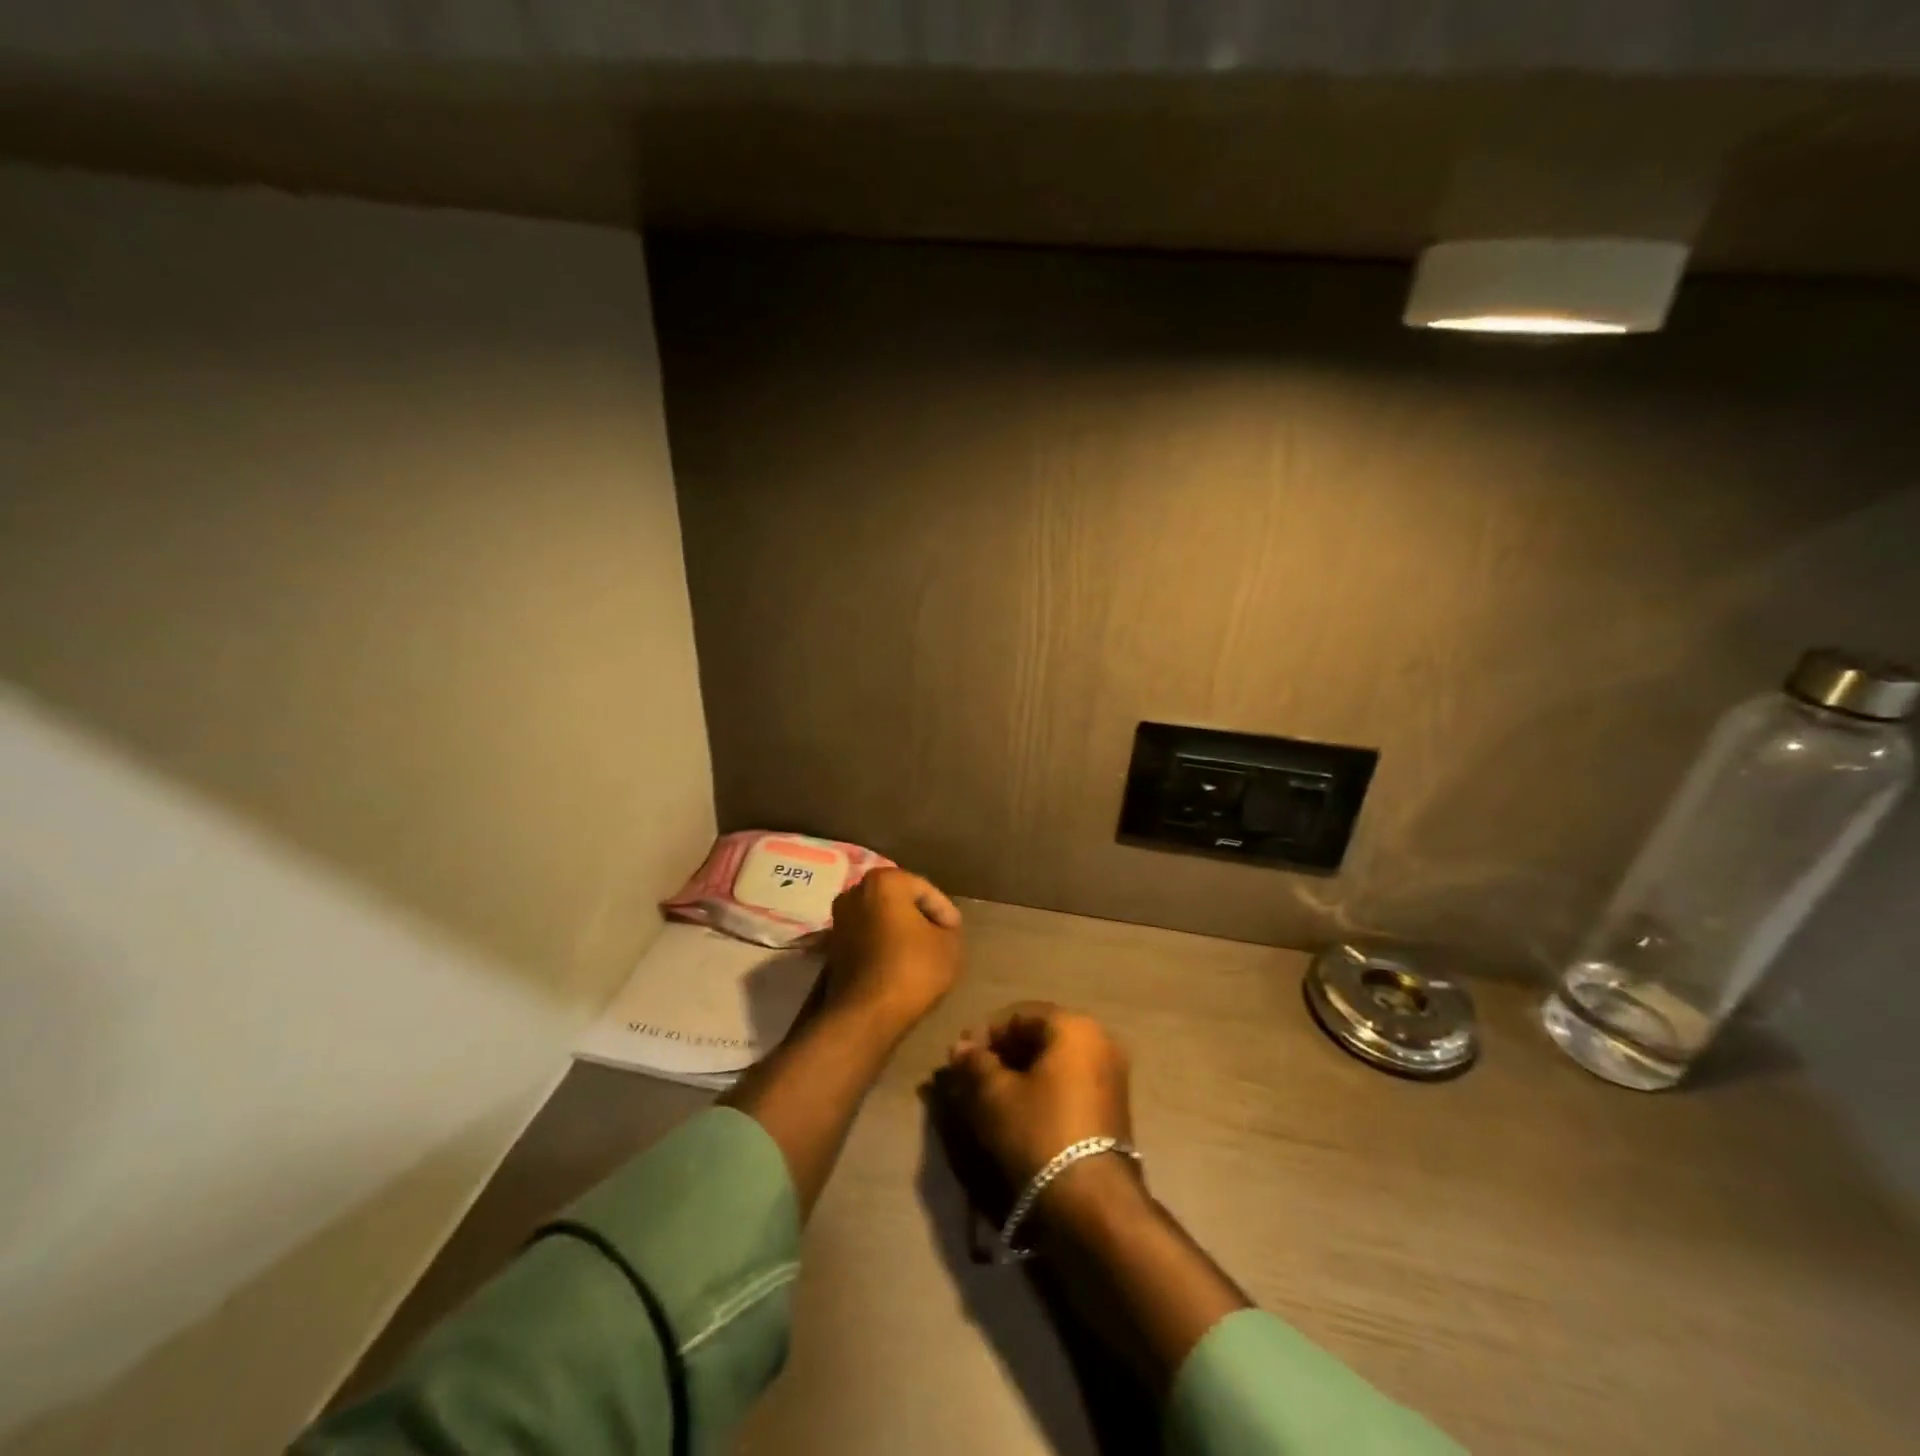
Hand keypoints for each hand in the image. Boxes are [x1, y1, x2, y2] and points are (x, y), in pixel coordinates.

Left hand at [822, 868, 963, 1035]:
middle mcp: (855, 892)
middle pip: (901, 902)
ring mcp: (839, 919)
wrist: (866, 1014)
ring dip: (901, 934)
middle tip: (940, 942)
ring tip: (922, 956)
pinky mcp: (832, 947)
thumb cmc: (912, 969)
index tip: (955, 937)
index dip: (945, 914)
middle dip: (921, 919)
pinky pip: (868, 938)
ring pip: (882, 920)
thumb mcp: (950, 945)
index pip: (926, 891)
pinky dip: (884, 947)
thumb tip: (939, 929)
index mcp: (884, 881)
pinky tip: (899, 967)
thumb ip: (949, 928)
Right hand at [942, 1002, 1133, 1191]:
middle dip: (1003, 1053)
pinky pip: (1070, 1081)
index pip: (1018, 1015)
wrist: (1092, 1201)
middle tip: (973, 1077)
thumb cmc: (1039, 1133)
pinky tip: (1020, 1110)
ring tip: (991, 1096)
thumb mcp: (995, 1095)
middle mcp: (1099, 1040)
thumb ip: (976, 1063)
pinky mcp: (1113, 1104)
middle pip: (1039, 1035)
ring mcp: (1111, 1073)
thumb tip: (961, 1047)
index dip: (985, 1034)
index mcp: (1074, 1026)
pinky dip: (1043, 1088)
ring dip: (1021, 1072)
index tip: (960, 1059)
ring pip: (1054, 1060)